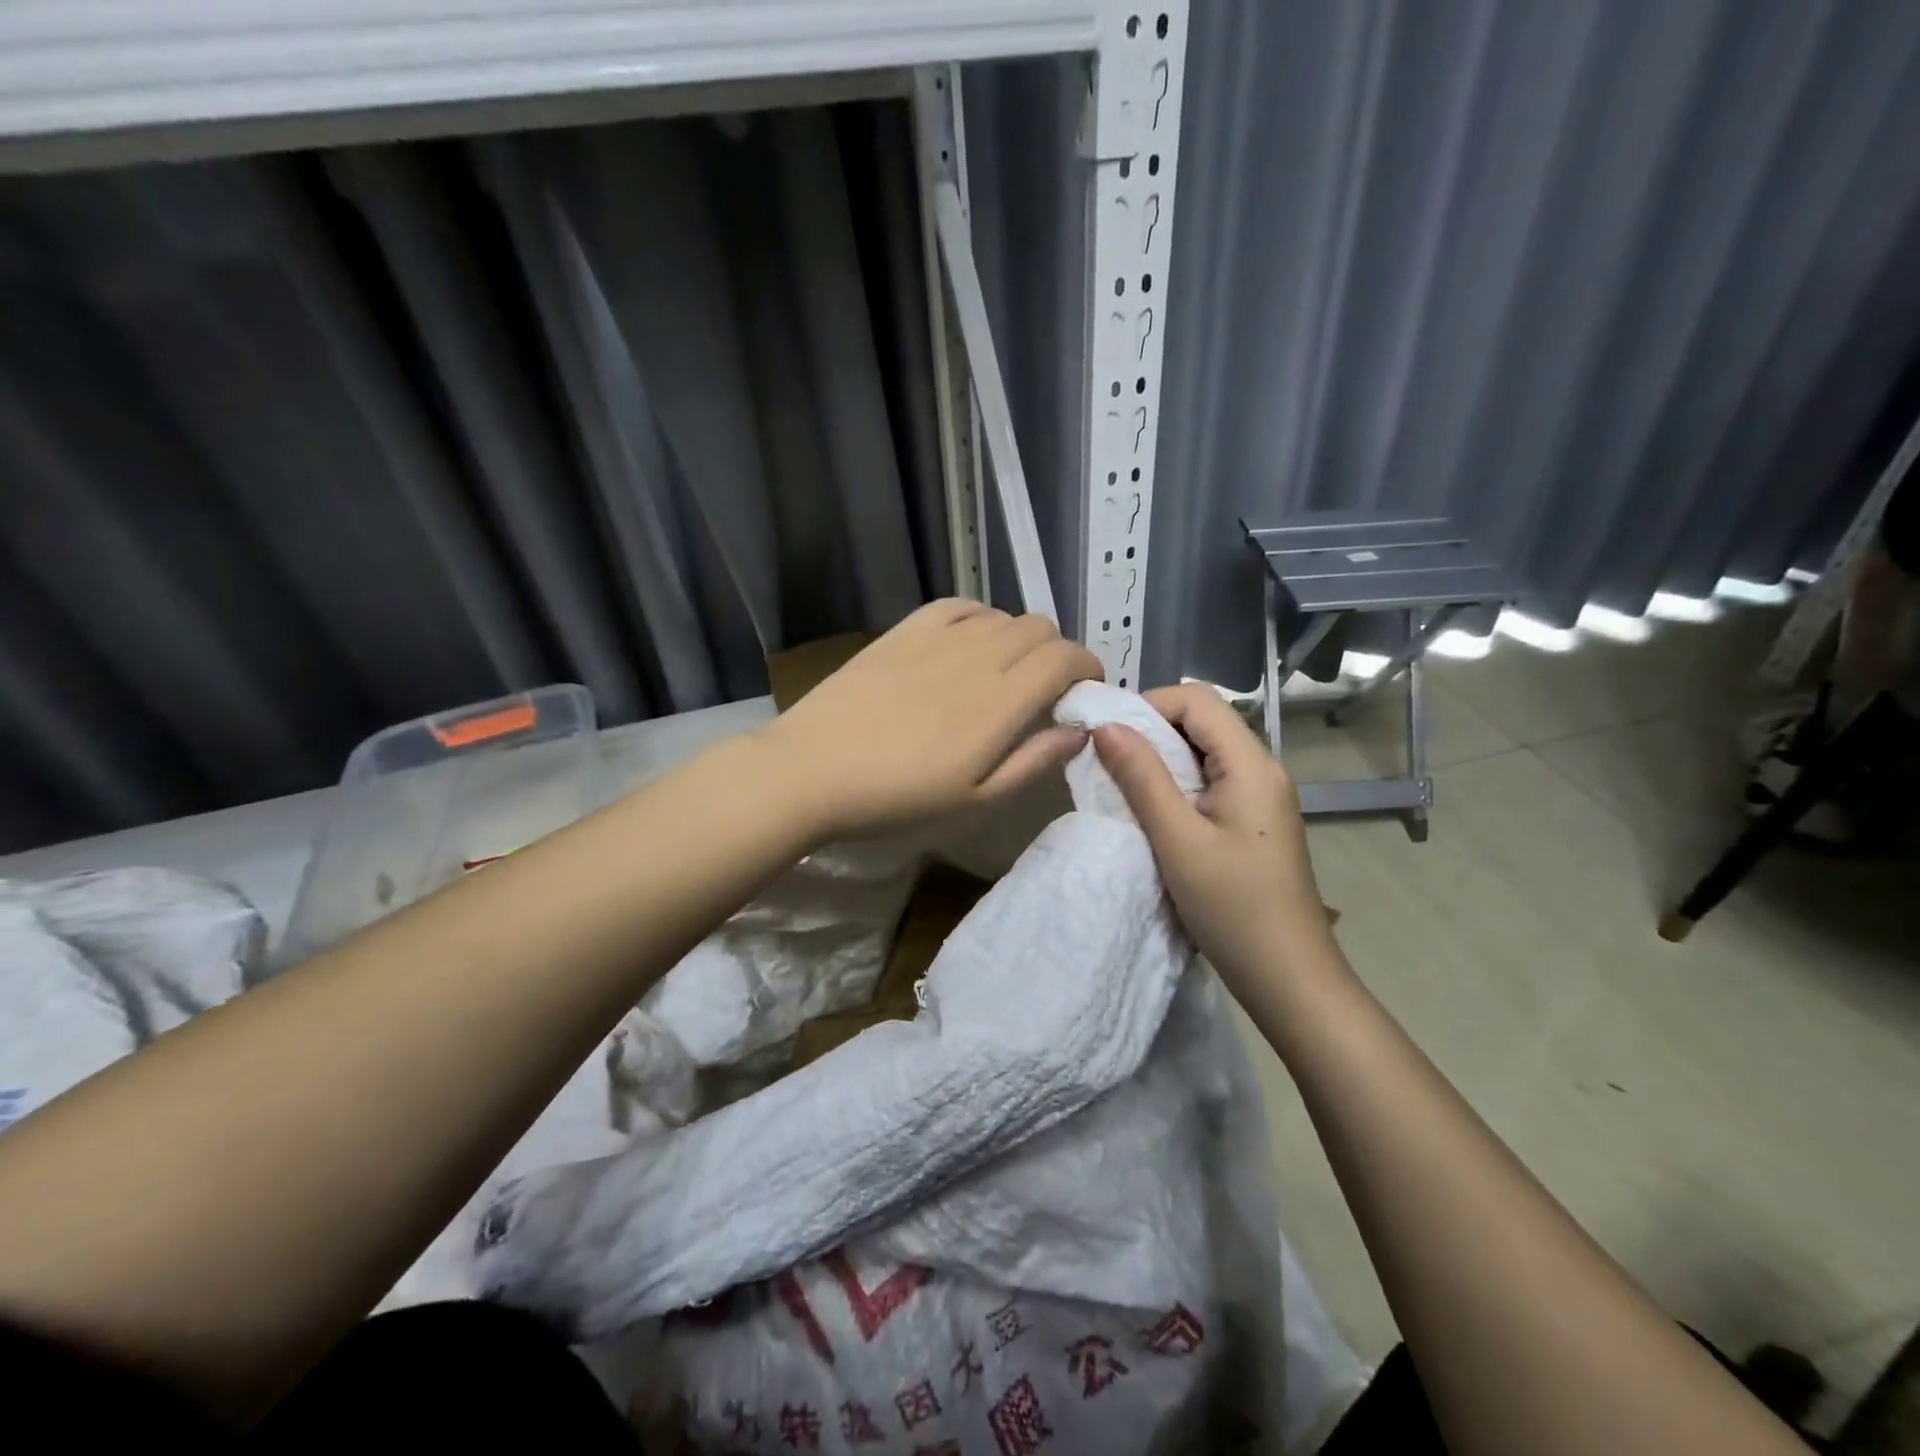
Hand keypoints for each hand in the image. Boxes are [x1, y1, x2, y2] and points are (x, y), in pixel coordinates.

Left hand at [764, 599, 1103, 841]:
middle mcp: (978, 656)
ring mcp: (938, 638)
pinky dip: (980, 619)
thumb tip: (1081, 730)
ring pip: (1002, 616)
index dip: (1088, 668)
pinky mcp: (904, 631)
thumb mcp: (975, 801)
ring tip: (1006, 672)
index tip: (1085, 691)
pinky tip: (971, 643)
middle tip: (1047, 689)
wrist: (812, 772)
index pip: (1065, 658)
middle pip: (1040, 629)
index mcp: (1001, 702)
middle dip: (1058, 653)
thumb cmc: (897, 799)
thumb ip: (1034, 761)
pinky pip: (959, 606)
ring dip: (1020, 639)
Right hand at [1093, 683, 1337, 989]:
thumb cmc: (1234, 908)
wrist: (1289, 978)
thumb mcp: (1178, 840)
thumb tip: (1105, 726)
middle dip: (1149, 732)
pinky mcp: (1252, 821)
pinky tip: (1151, 813)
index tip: (1106, 735)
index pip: (1197, 700)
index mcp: (1251, 764)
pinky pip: (1208, 782)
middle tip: (1106, 761)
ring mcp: (1259, 796)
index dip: (1148, 704)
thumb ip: (1142, 778)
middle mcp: (1261, 769)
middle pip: (1201, 722)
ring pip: (1202, 753)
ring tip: (1121, 786)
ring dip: (1159, 761)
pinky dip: (1174, 785)